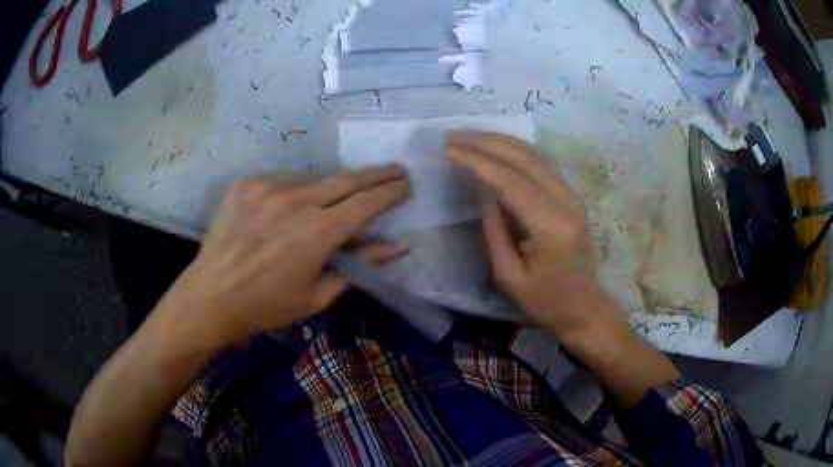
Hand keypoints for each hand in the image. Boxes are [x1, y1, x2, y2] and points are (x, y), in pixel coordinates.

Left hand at [156, 165, 410, 346]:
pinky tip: (287, 212)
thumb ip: (360, 266)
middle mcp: (296, 201)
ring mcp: (268, 188)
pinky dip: (294, 194)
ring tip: (333, 202)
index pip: (367, 203)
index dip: (392, 191)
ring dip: (331, 189)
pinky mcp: (247, 184)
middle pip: (347, 179)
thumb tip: (398, 247)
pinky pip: (282, 183)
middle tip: (395, 169)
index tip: (407, 184)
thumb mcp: (318, 294)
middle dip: (377, 173)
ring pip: (313, 181)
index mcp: (317, 233)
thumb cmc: (267, 305)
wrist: (212, 296)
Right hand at [446, 132, 611, 336]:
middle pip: (524, 159)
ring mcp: (572, 197)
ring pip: (535, 155)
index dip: (477, 161)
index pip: (509, 181)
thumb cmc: (545, 301)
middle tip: (454, 135)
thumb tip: (482, 189)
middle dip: (486, 142)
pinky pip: (543, 164)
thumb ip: (493, 229)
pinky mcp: (572, 197)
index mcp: (549, 226)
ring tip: (470, 136)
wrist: (584, 308)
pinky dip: (517, 150)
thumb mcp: (508, 276)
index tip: (449, 150)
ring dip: (501, 141)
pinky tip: (498, 146)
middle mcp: (565, 203)